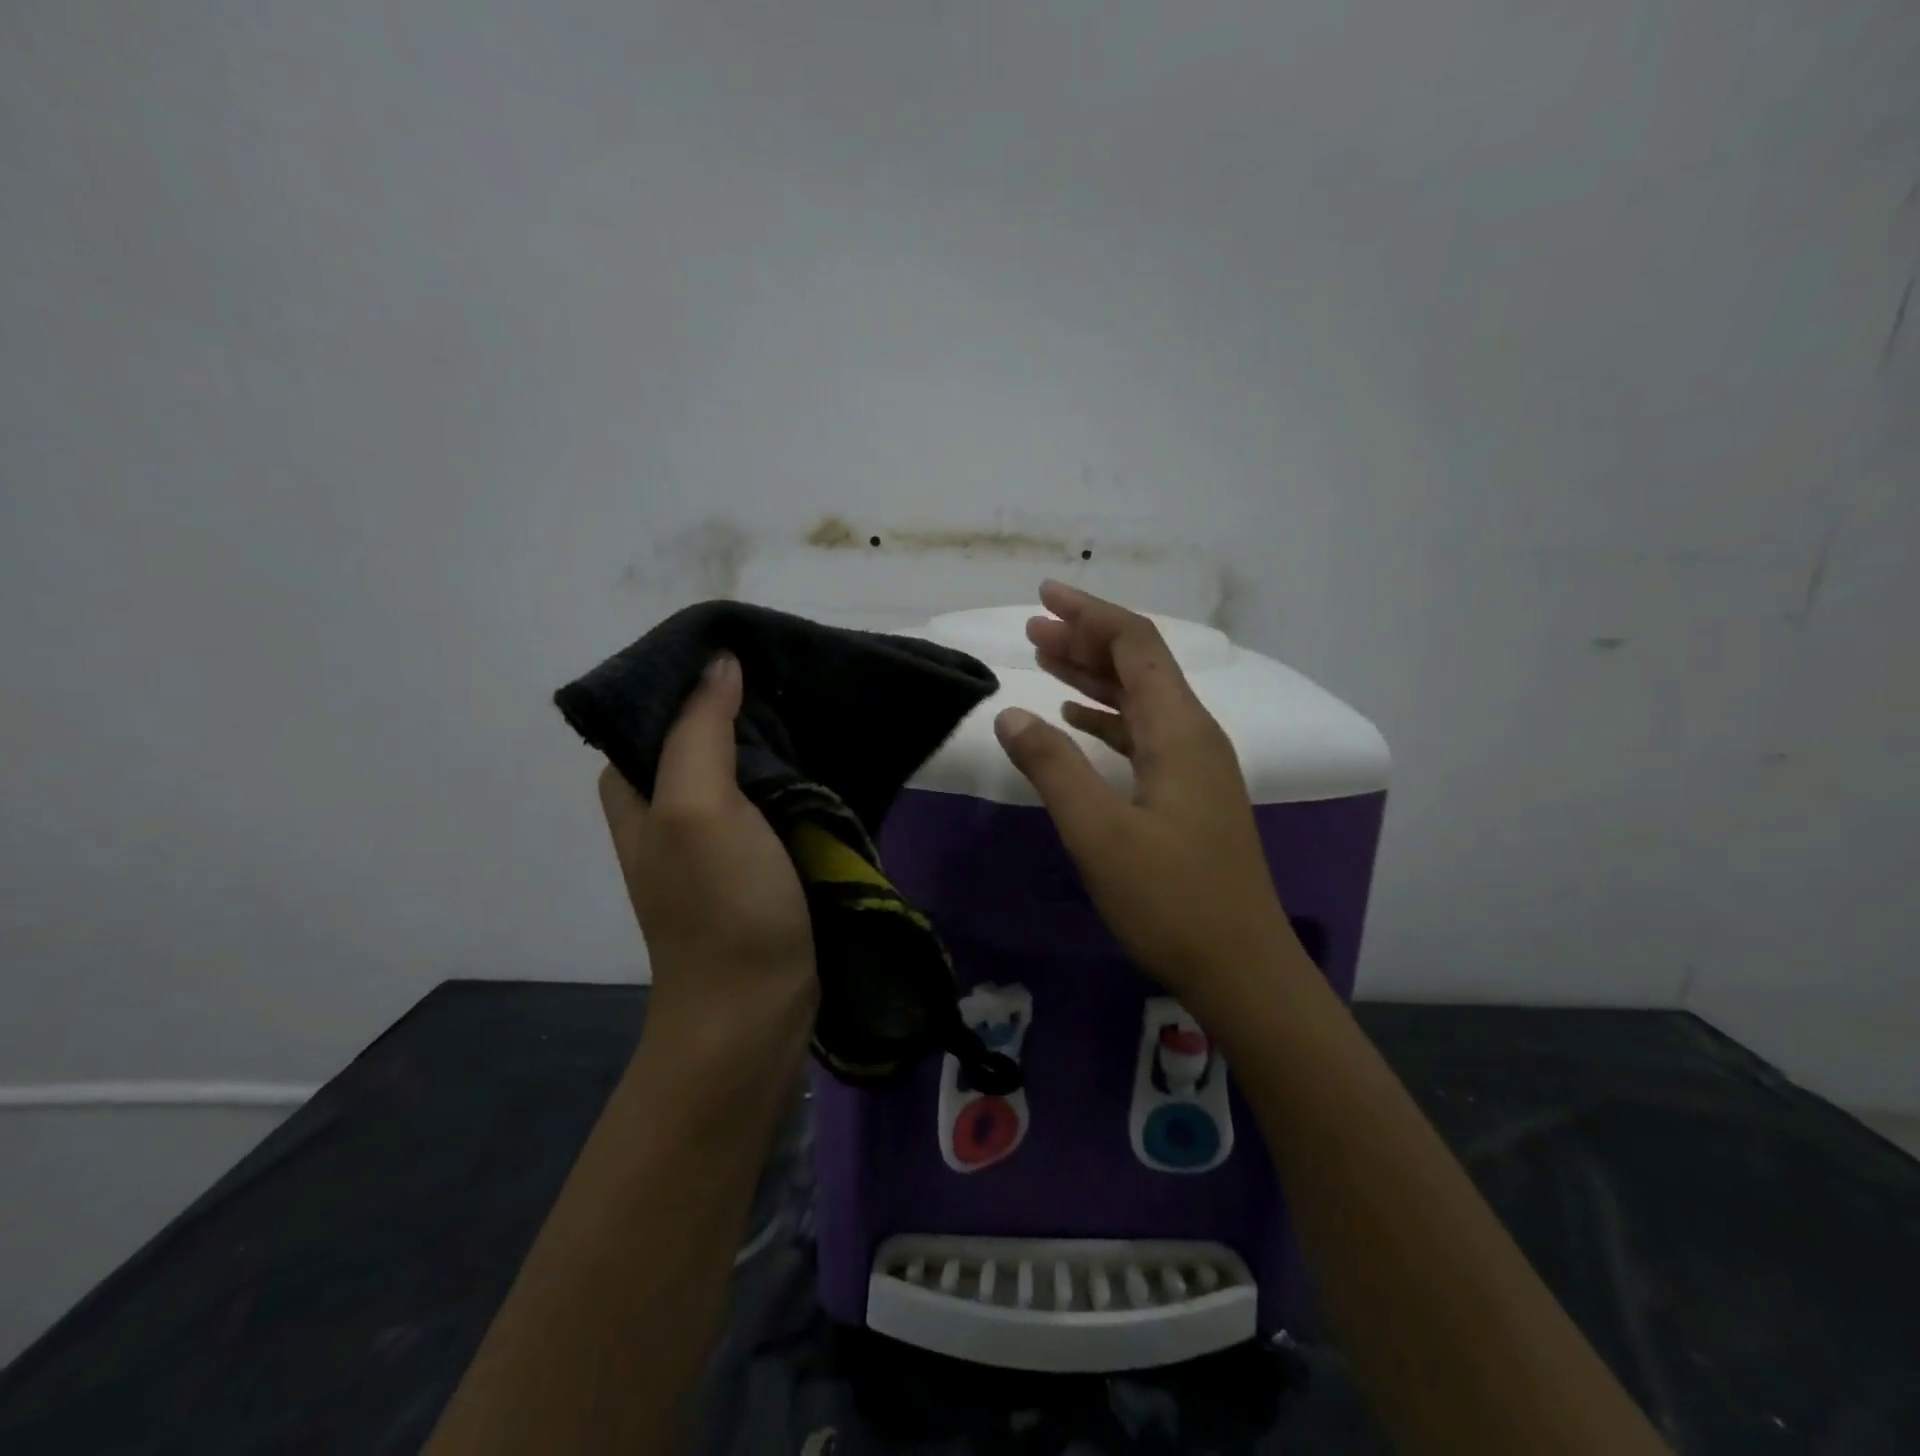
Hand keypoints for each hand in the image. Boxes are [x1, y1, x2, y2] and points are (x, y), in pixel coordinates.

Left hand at [598, 652, 816, 1048]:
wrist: (755, 1008)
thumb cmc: (719, 906)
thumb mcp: (697, 809)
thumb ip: (699, 730)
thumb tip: (719, 661)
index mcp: (638, 789)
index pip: (656, 707)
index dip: (696, 673)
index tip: (751, 645)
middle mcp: (670, 805)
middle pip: (702, 731)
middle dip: (744, 700)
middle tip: (796, 671)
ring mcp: (717, 834)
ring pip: (744, 764)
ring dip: (776, 737)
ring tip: (818, 700)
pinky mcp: (759, 856)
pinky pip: (775, 797)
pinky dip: (797, 773)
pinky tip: (828, 752)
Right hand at [993, 582, 1298, 1012]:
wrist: (1241, 967)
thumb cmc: (1170, 899)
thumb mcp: (1099, 833)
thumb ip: (1053, 768)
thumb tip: (1011, 714)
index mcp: (1179, 730)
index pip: (1136, 646)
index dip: (1091, 615)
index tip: (1045, 597)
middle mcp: (1193, 735)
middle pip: (1140, 665)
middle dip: (1087, 639)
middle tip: (1034, 628)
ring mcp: (1195, 766)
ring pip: (1140, 700)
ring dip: (1094, 677)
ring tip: (1046, 660)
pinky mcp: (1189, 794)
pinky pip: (1143, 735)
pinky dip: (1107, 719)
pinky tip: (1077, 722)